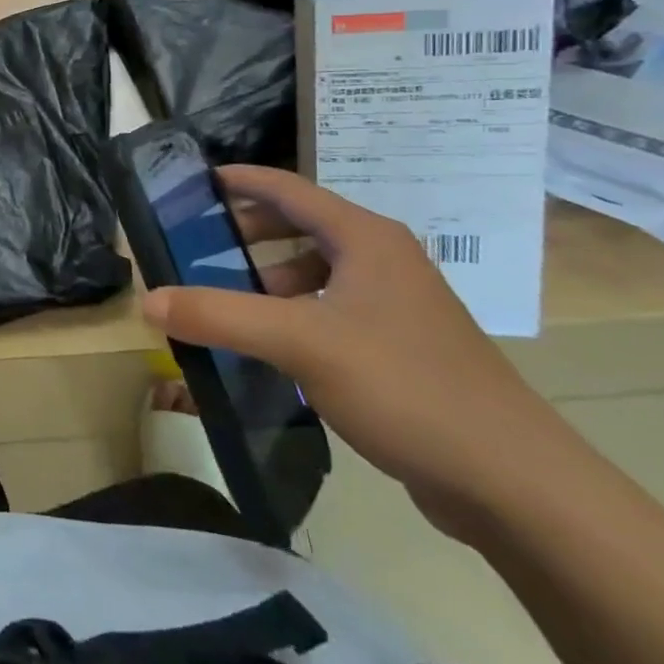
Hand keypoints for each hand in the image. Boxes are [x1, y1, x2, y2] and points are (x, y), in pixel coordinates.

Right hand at [142, 165, 569, 537]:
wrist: (515, 483)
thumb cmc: (405, 386)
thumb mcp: (300, 343)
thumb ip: (219, 316)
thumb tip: (148, 300)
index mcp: (366, 239)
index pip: (289, 188)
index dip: (240, 179)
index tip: (194, 181)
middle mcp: (384, 261)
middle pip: (303, 226)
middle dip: (249, 232)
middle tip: (199, 244)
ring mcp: (398, 306)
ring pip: (318, 271)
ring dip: (271, 277)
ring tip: (228, 300)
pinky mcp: (402, 348)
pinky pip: (332, 311)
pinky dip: (295, 314)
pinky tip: (272, 348)